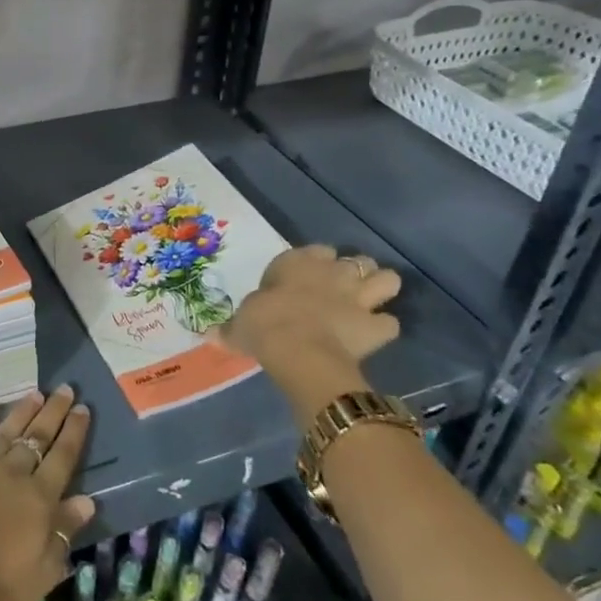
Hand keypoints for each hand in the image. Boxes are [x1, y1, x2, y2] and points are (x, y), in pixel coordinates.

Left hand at [0, 387, 96, 600]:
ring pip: (6, 431)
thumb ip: (63, 532)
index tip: (83, 408)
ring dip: (23, 411)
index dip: (74, 431)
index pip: (63, 457)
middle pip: (37, 436)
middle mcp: (13, 474)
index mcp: (39, 498)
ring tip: (36, 393)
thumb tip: (87, 500)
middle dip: (54, 411)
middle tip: (65, 389)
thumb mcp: (42, 572)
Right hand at [222, 245, 401, 421]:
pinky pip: (390, 323)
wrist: (298, 350)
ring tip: (369, 304)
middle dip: (355, 273)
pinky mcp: (376, 326)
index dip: (317, 262)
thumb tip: (210, 335)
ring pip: (387, 280)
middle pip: (357, 261)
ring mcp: (358, 297)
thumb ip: (232, 328)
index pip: (317, 250)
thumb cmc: (263, 326)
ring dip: (380, 291)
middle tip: (343, 291)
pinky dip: (383, 328)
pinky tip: (373, 336)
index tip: (308, 277)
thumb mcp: (239, 325)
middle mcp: (332, 273)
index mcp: (297, 263)